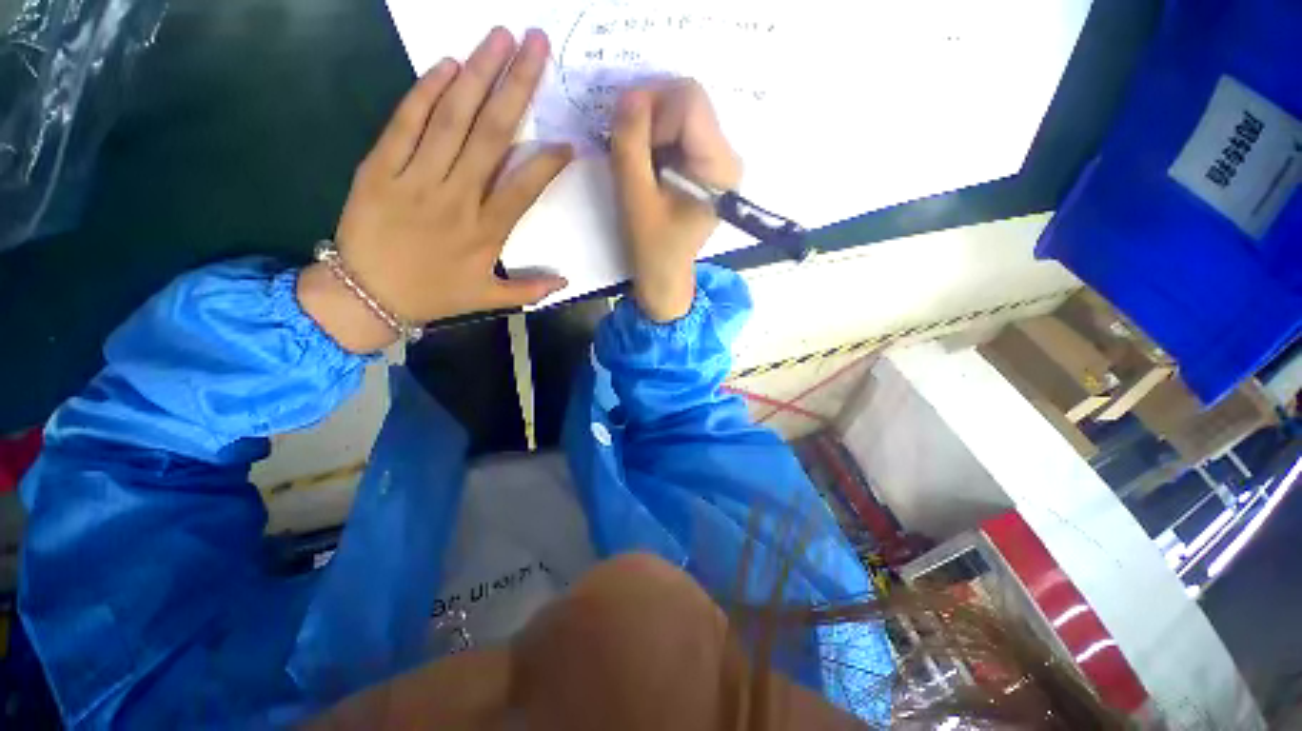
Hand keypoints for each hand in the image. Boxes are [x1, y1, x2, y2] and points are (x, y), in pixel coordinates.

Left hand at [299, 28, 571, 352]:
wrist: (365, 295)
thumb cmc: (433, 295)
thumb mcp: (488, 299)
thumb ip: (530, 289)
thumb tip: (565, 281)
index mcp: (486, 232)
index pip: (524, 187)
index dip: (548, 162)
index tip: (568, 140)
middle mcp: (457, 199)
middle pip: (491, 136)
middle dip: (517, 88)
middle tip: (536, 45)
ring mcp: (416, 179)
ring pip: (452, 120)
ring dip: (478, 74)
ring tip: (500, 38)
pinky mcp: (380, 168)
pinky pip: (406, 124)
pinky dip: (426, 92)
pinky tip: (448, 65)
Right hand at [610, 80, 740, 321]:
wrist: (665, 276)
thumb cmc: (652, 248)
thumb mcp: (635, 198)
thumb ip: (631, 145)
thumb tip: (629, 94)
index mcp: (718, 167)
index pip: (690, 100)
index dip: (651, 105)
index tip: (625, 134)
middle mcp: (726, 156)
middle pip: (688, 101)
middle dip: (649, 116)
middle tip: (626, 147)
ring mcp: (717, 159)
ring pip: (681, 113)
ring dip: (649, 128)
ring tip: (635, 162)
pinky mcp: (705, 165)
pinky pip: (679, 131)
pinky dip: (655, 139)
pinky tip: (645, 166)